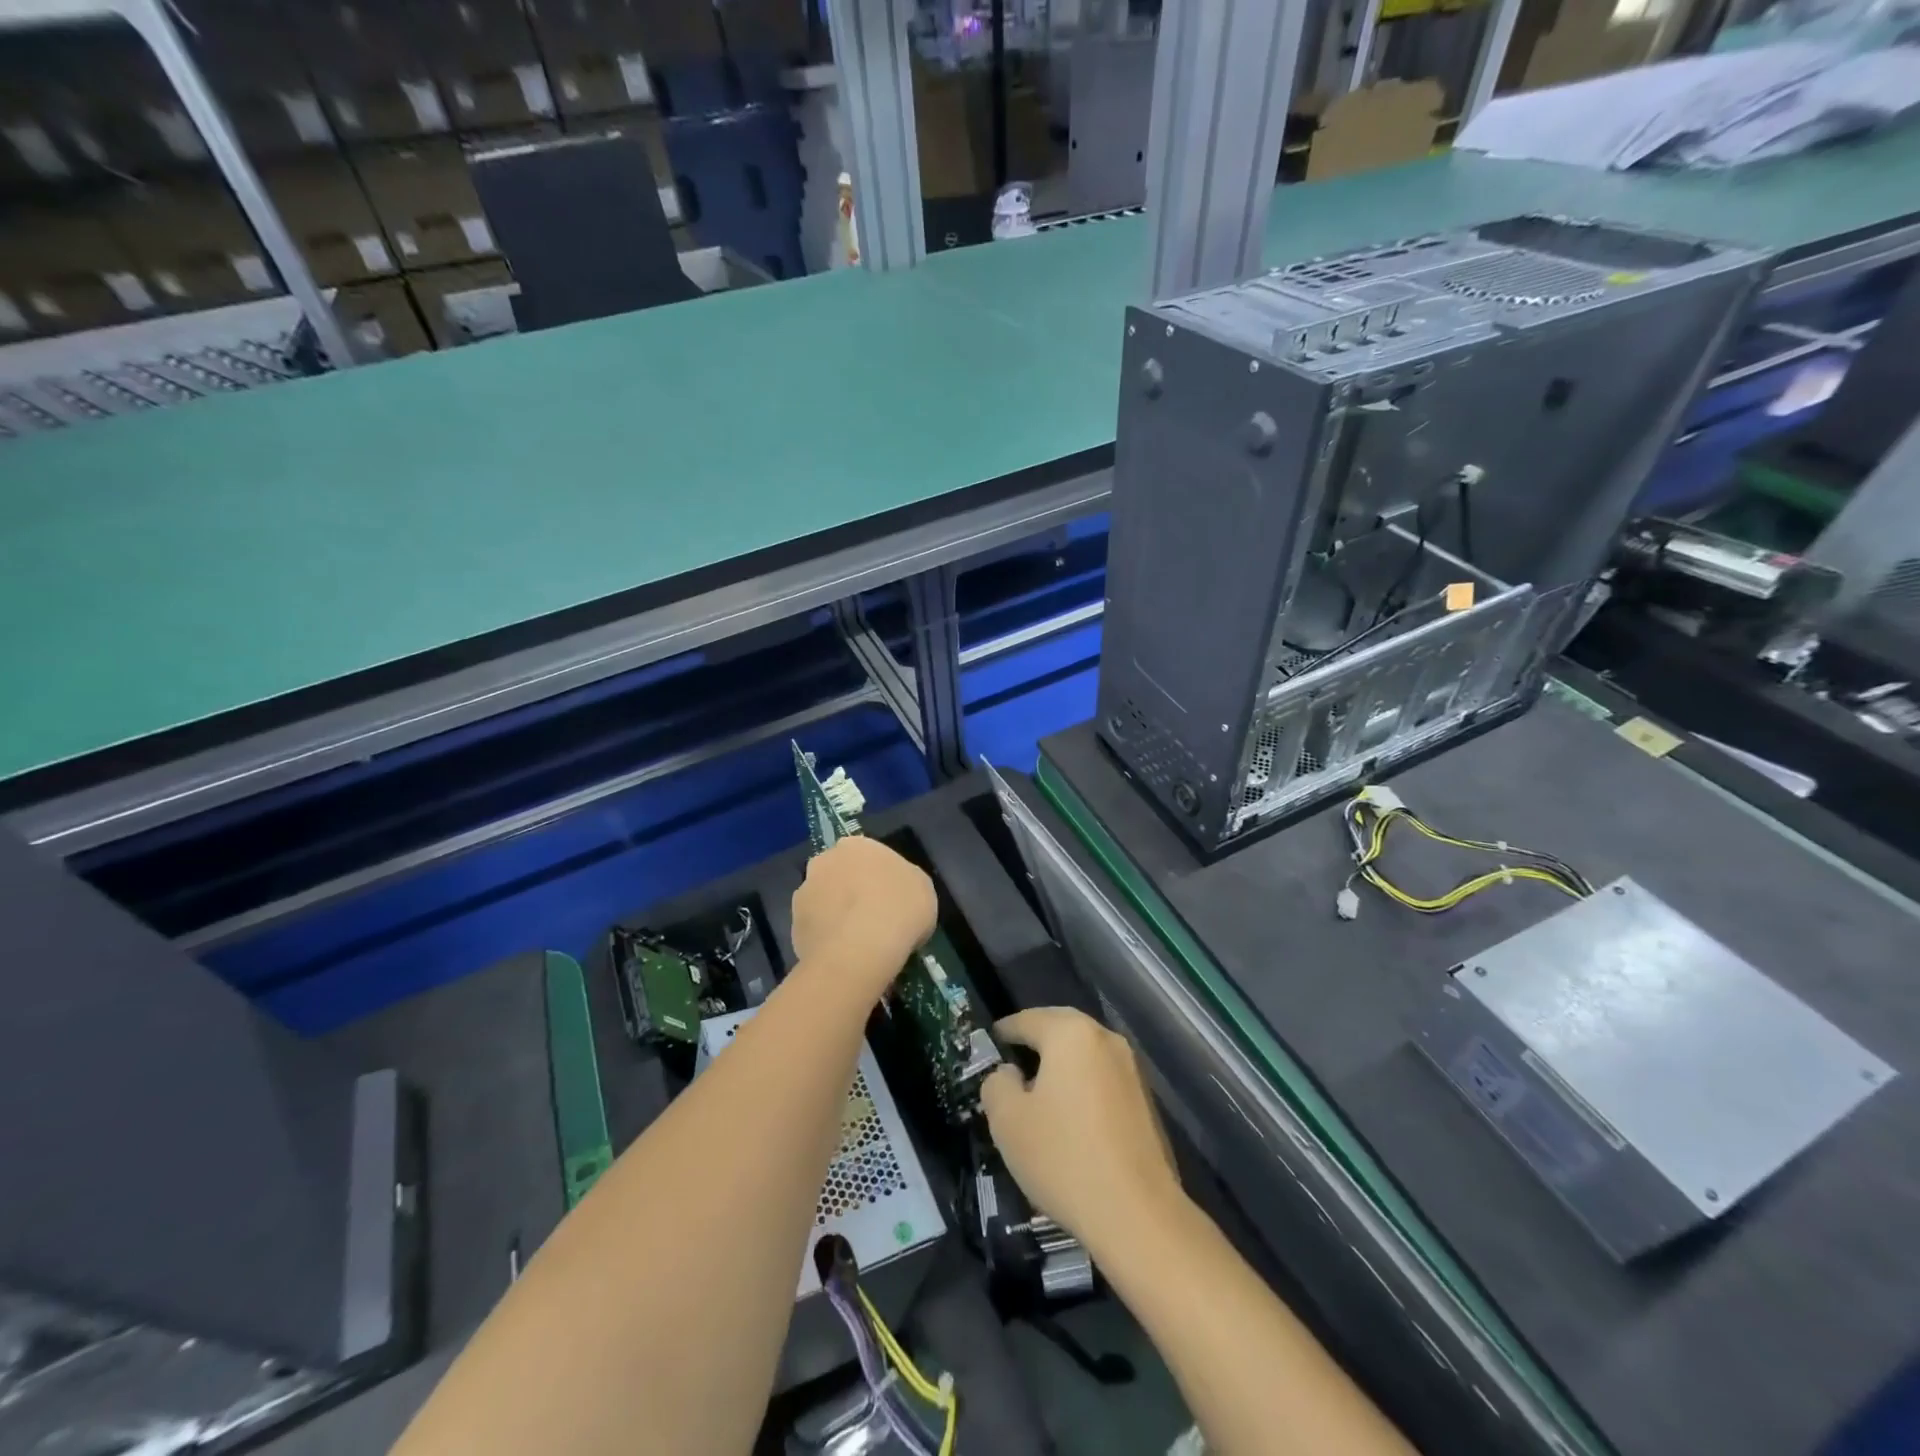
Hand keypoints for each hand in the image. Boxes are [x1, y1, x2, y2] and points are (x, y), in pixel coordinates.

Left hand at [790, 837, 937, 1001]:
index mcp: (856, 845)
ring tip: (856, 942)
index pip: (866, 855)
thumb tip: (895, 892)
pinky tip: (843, 955)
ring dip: (835, 914)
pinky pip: (814, 930)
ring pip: (823, 901)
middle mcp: (824, 861)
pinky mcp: (793, 926)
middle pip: (838, 874)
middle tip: (870, 916)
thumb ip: (905, 882)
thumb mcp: (922, 889)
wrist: (860, 949)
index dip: (878, 877)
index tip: (889, 897)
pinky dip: (826, 939)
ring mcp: (804, 893)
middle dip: (850, 891)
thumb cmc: (900, 909)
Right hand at [980, 1008, 1182, 1254]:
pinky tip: (1070, 1121)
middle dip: (1034, 1044)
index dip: (1004, 1032)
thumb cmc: (1063, 1157)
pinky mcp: (1146, 1101)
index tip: (988, 1045)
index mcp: (1071, 1033)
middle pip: (1060, 1030)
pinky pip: (1102, 1080)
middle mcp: (1106, 1039)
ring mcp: (1131, 1069)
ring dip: (1060, 1068)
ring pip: (1084, 1056)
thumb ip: (997, 1084)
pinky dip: (1082, 1089)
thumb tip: (1010, 1074)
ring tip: (1037, 1095)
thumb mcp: (1007, 1121)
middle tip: (1009, 1065)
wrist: (1138, 1214)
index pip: (1028, 1020)